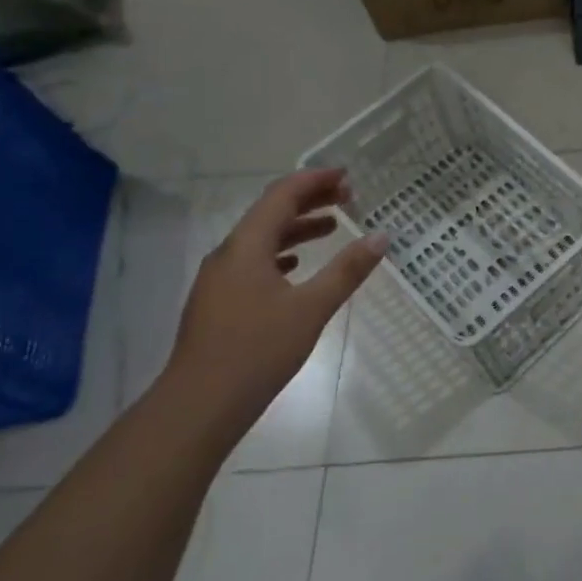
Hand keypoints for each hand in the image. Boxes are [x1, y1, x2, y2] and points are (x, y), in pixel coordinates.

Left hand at [163, 170, 385, 443]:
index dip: (315, 180)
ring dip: (297, 227)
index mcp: (246, 247)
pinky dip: (282, 253)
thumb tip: (382, 236)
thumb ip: (347, 270)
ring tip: (332, 226)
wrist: (199, 405)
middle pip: (270, 213)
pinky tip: (297, 266)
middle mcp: (228, 255)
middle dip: (310, 200)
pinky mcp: (219, 302)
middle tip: (348, 196)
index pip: (282, 196)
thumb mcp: (312, 308)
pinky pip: (254, 262)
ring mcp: (220, 280)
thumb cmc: (257, 351)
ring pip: (262, 239)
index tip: (347, 175)